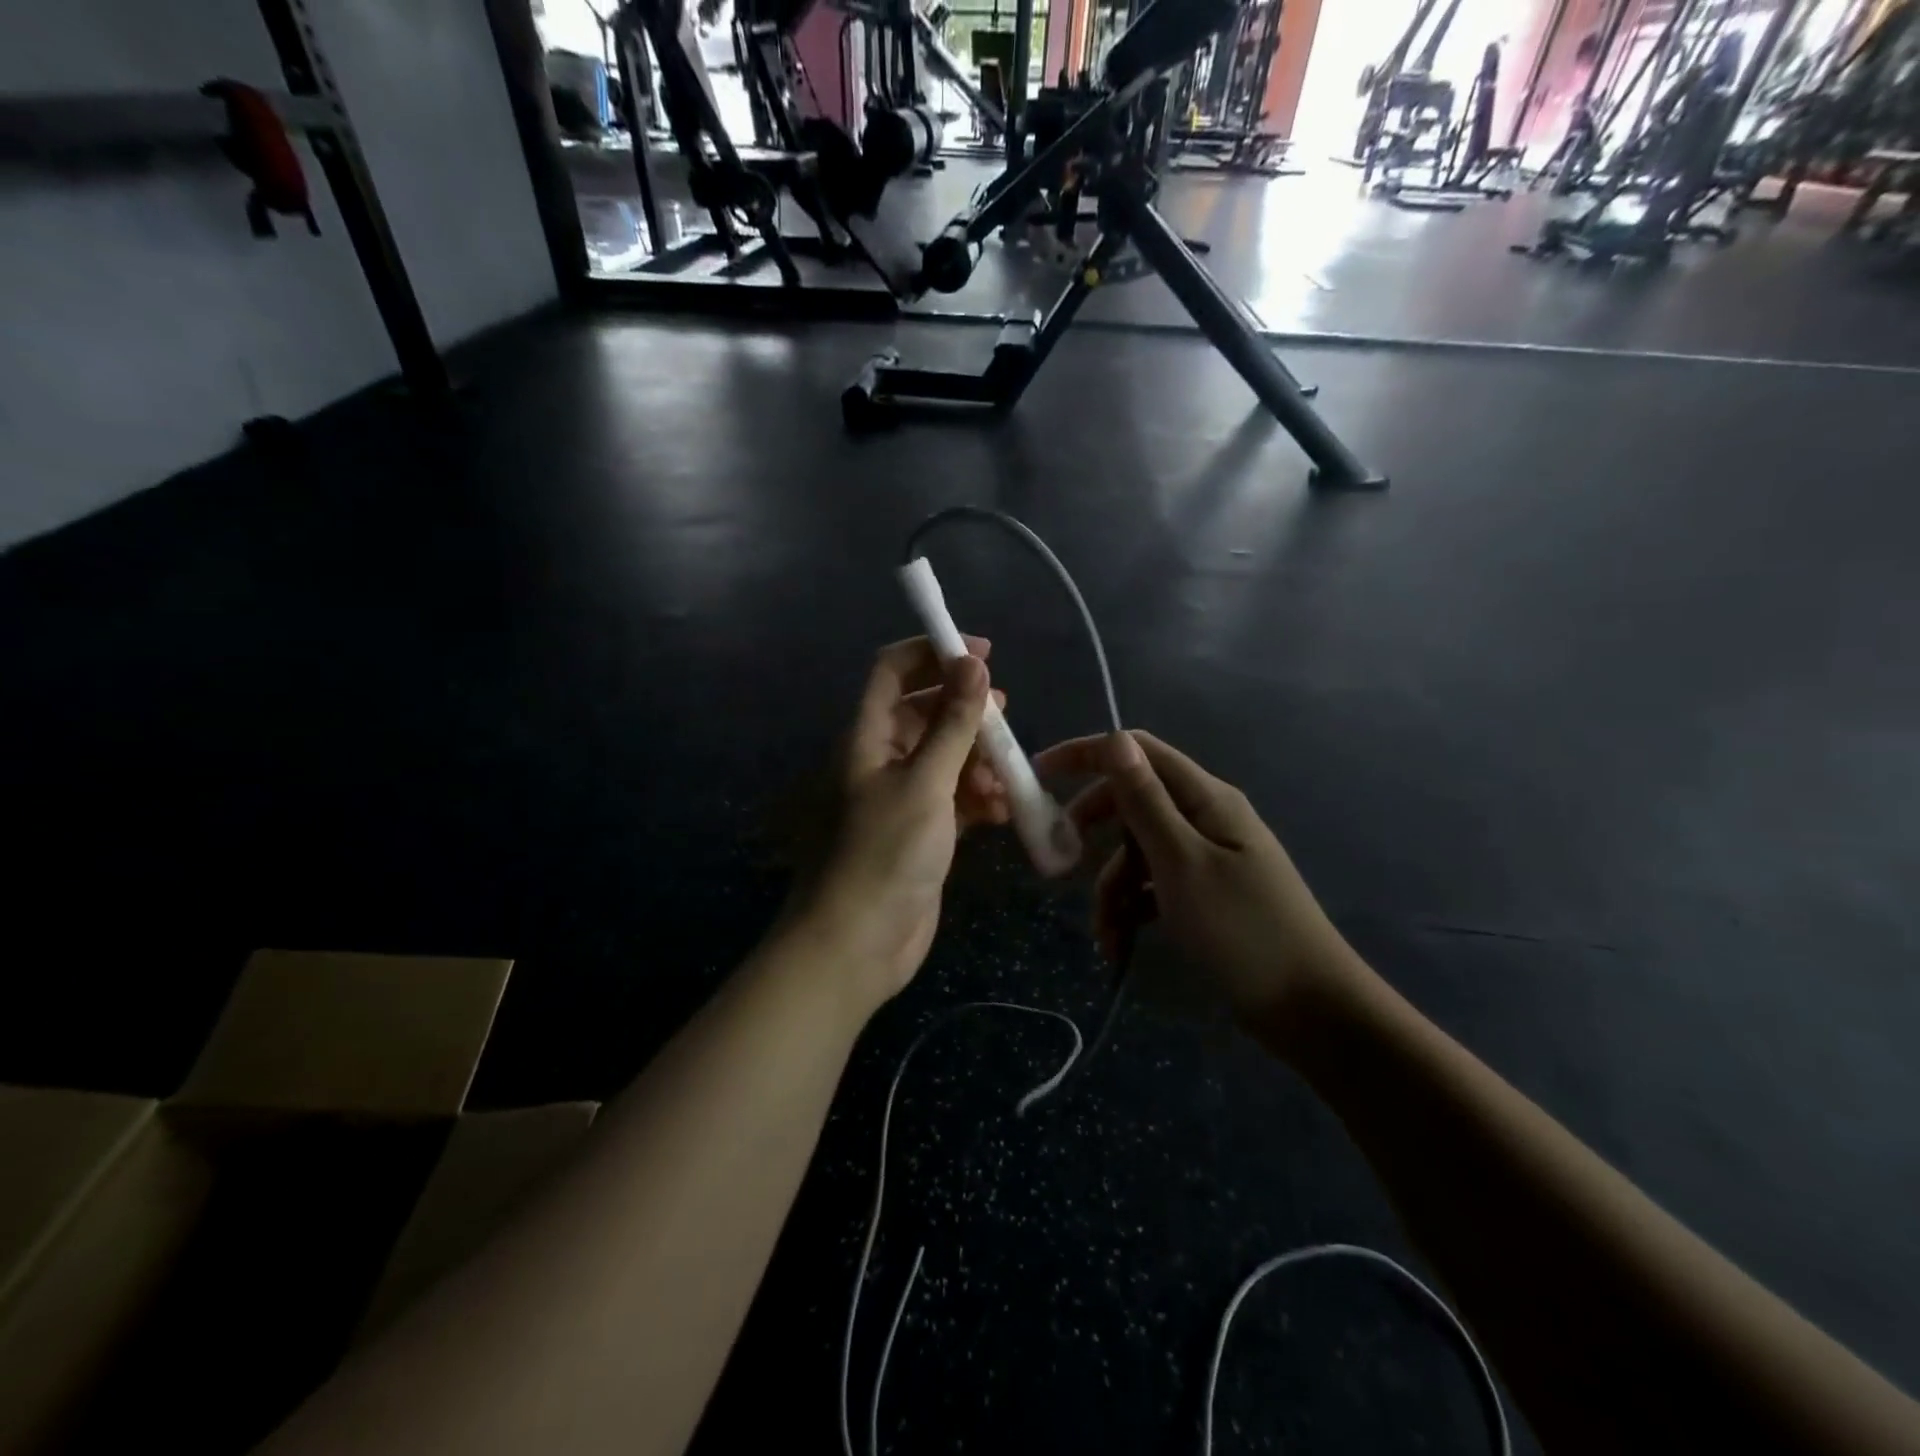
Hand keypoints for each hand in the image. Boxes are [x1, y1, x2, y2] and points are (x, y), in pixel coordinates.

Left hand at [792, 637, 1006, 1007]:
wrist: (857, 944)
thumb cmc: (884, 853)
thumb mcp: (925, 783)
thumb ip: (952, 724)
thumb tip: (973, 664)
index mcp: (866, 737)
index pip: (892, 672)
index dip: (933, 653)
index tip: (982, 653)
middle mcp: (879, 760)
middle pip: (924, 713)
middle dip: (966, 711)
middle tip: (1004, 716)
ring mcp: (901, 797)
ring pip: (944, 757)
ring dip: (978, 760)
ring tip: (1005, 777)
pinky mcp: (921, 831)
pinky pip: (953, 798)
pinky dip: (977, 798)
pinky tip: (1001, 810)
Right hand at [1033, 731, 1358, 1029]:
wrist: (1311, 1010)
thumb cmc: (1242, 930)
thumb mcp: (1181, 863)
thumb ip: (1145, 801)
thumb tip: (1114, 738)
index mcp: (1205, 799)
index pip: (1138, 752)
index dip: (1088, 754)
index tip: (1040, 773)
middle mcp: (1205, 818)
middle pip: (1132, 803)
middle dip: (1094, 831)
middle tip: (1062, 858)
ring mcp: (1205, 858)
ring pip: (1137, 852)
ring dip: (1111, 887)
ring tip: (1106, 933)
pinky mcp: (1203, 895)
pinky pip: (1153, 886)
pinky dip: (1132, 910)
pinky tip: (1120, 945)